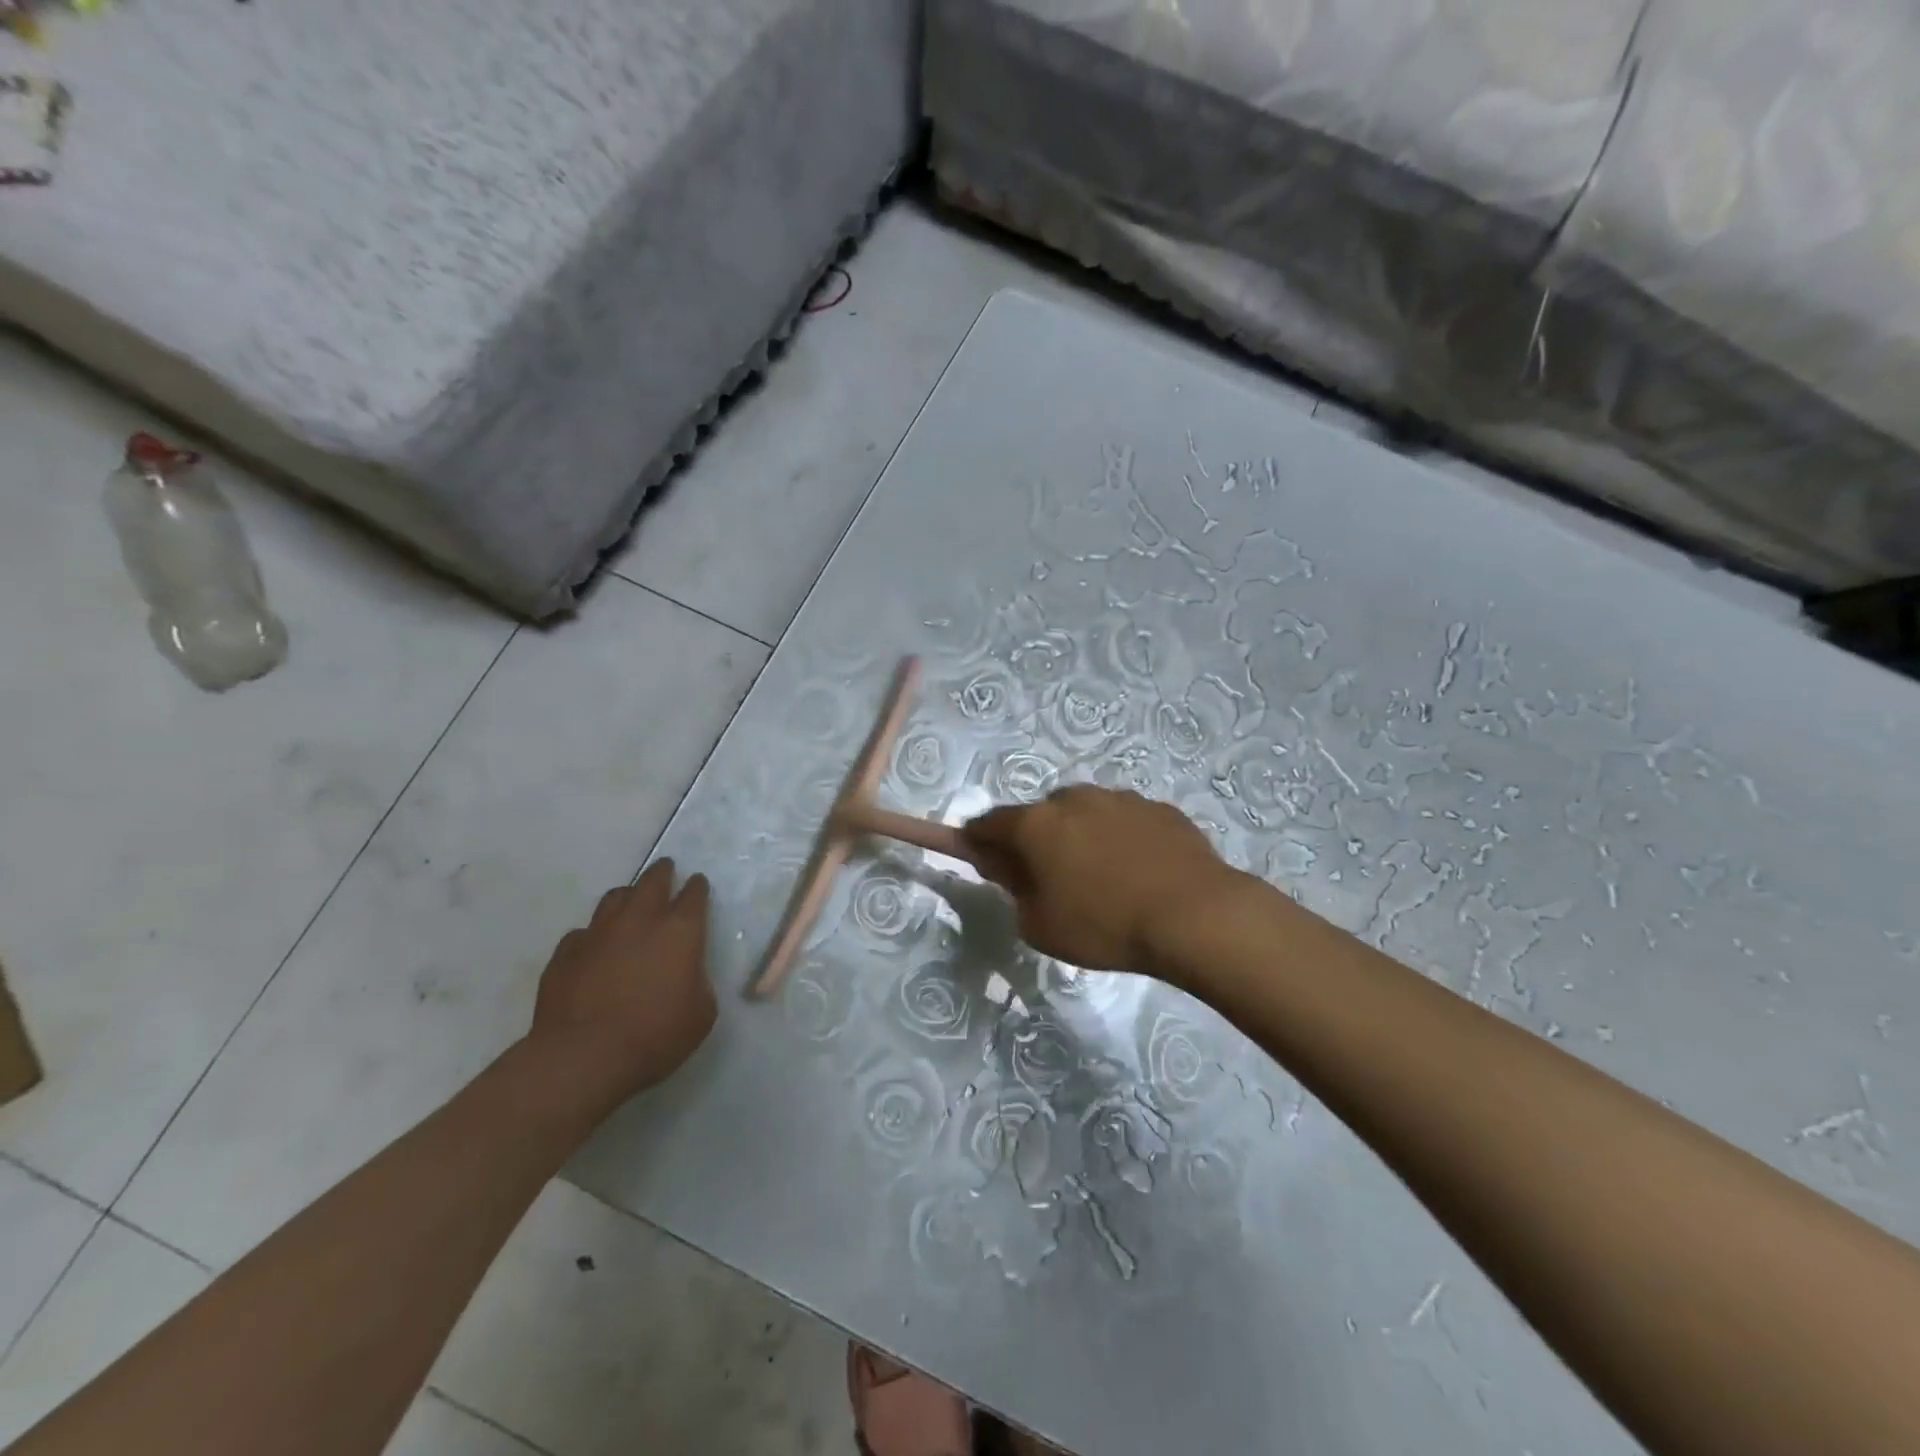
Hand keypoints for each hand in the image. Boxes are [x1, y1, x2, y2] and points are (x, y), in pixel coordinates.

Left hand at [528, 859, 715, 1100]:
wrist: (583, 1057)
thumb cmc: (655, 1035)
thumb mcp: (701, 1013)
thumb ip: (698, 983)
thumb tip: (686, 974)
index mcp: (681, 931)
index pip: (694, 895)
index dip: (697, 887)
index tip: (697, 884)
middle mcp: (640, 920)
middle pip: (652, 881)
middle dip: (662, 873)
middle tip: (666, 869)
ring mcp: (598, 933)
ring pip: (614, 898)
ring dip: (627, 896)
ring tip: (630, 902)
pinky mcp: (565, 953)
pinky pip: (582, 933)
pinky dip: (593, 936)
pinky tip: (594, 950)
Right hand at [963, 786, 1244, 976]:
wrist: (1192, 915)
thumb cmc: (1103, 925)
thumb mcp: (1040, 926)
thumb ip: (1014, 891)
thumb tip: (1009, 869)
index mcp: (1036, 824)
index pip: (989, 823)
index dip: (978, 840)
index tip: (981, 857)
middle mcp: (1073, 799)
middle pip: (1040, 816)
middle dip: (1037, 840)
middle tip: (1051, 879)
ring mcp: (1119, 798)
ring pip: (1085, 814)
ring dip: (1082, 837)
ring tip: (1104, 880)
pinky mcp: (1158, 808)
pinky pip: (1125, 821)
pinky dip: (1121, 839)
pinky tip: (1140, 873)